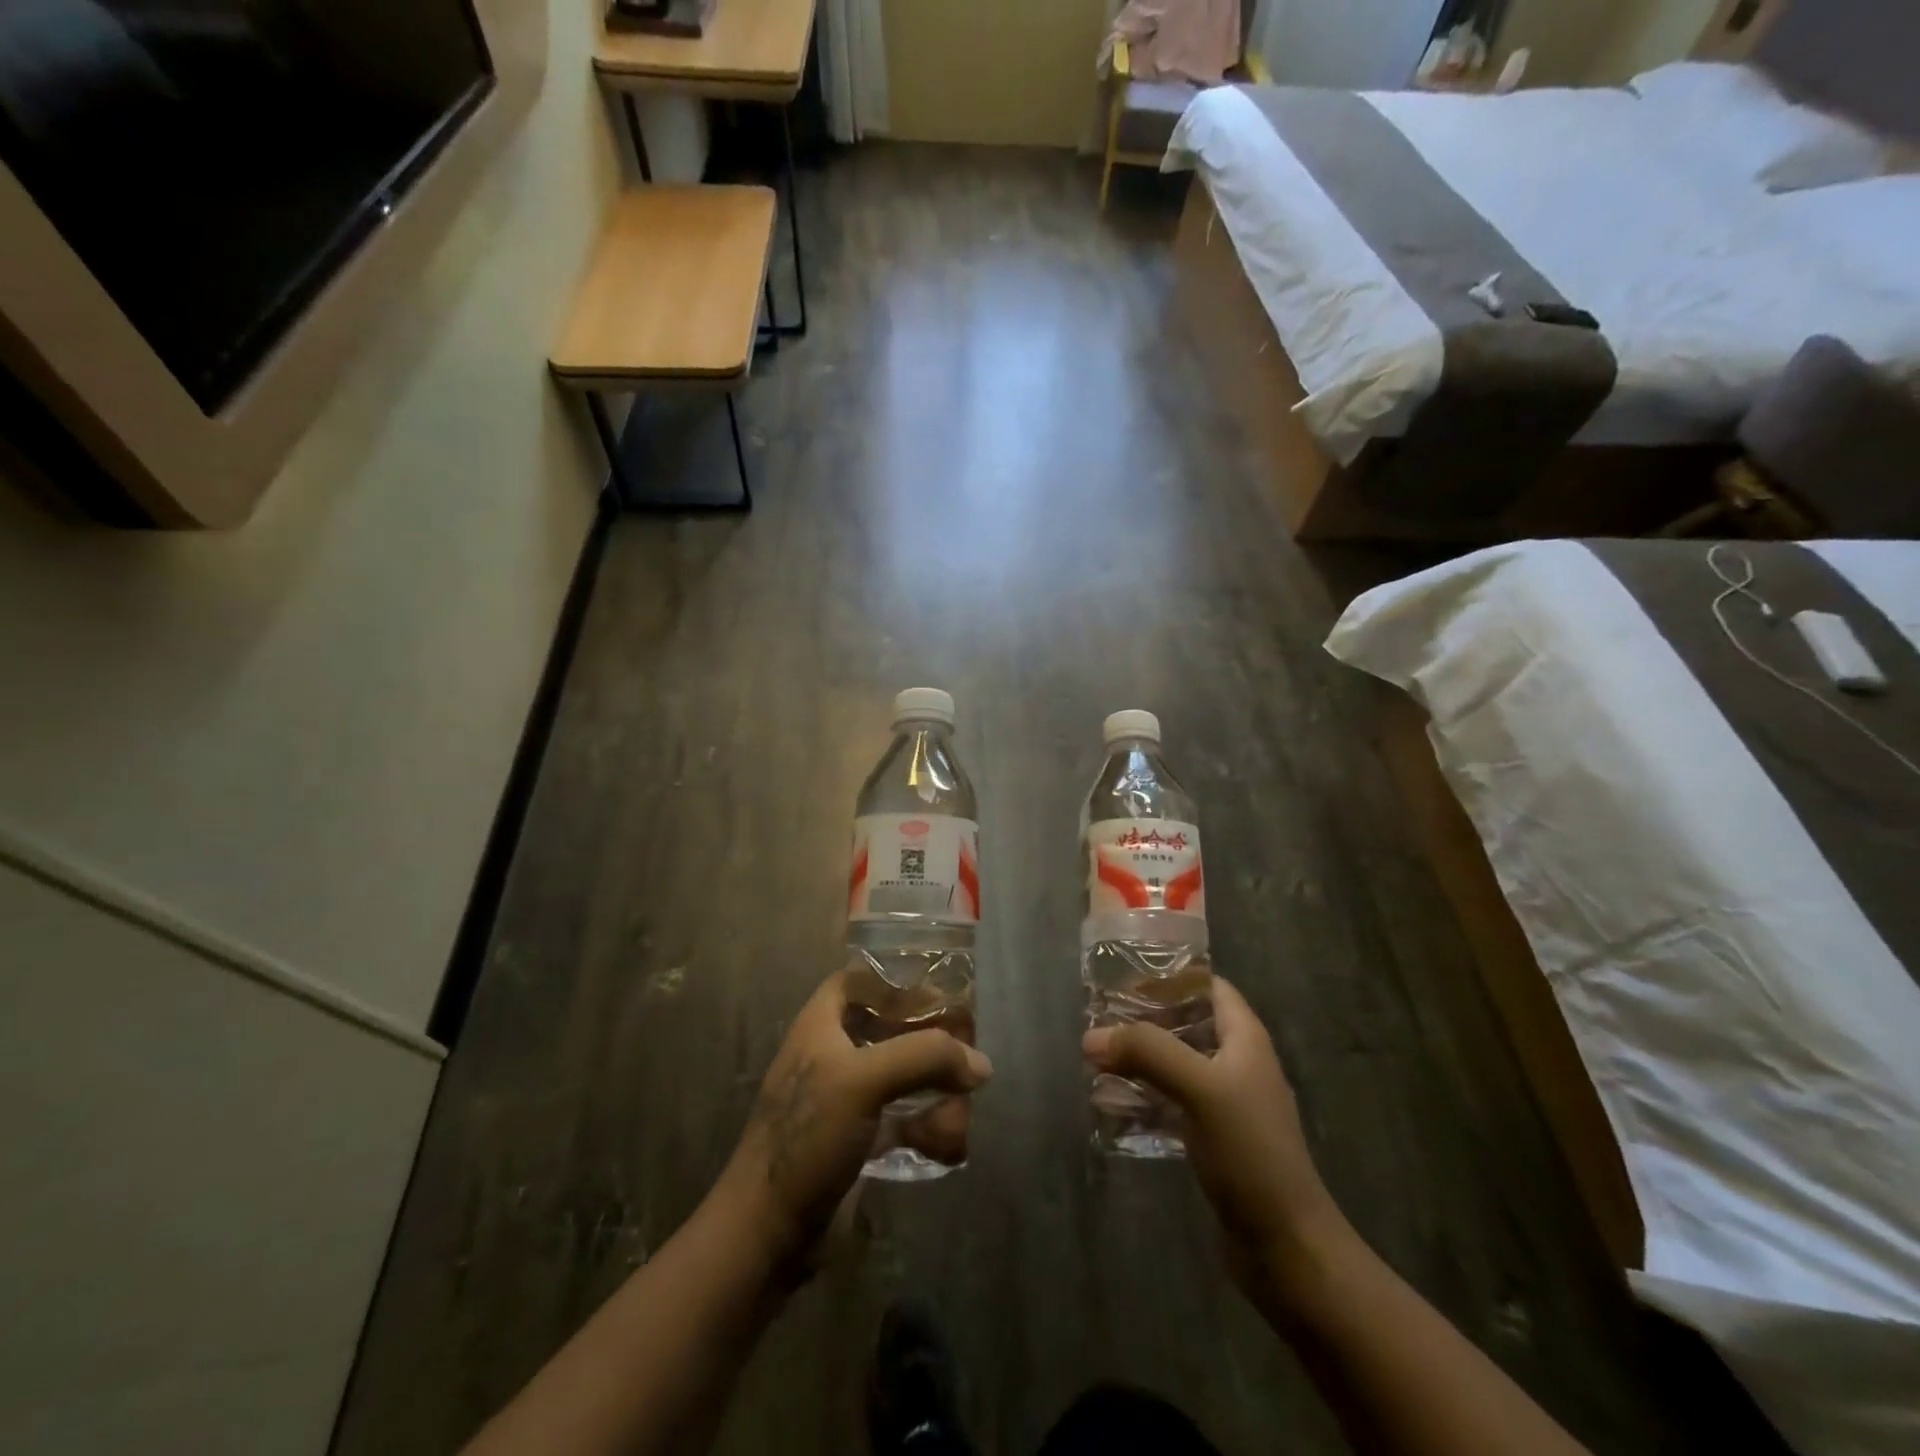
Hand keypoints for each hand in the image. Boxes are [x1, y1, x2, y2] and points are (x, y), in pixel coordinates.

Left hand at [717, 972, 991, 1273]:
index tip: (941, 995)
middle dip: (934, 1046)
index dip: (898, 981)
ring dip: (939, 1096)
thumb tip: (981, 1064)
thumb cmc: (806, 1138)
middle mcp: (836, 1053)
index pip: (862, 979)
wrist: (767, 1236)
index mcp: (822, 1024)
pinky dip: (930, 1131)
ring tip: (955, 1123)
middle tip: (968, 1062)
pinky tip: (944, 1149)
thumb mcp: (863, 1081)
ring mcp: (850, 1099)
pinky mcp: (862, 1140)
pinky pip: (907, 1120)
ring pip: (908, 1077)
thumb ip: (924, 1057)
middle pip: (896, 1028)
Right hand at [1083, 979, 1347, 1298]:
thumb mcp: (1200, 1089)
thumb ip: (1147, 1053)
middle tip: (1098, 1020)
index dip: (1170, 977)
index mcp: (1245, 1039)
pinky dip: (1144, 1098)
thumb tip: (1091, 1037)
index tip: (1123, 978)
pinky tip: (1111, 1107)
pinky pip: (1172, 1103)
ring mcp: (1226, 1103)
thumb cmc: (1251, 1153)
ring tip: (1095, 1061)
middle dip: (1143, 1020)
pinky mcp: (1214, 1139)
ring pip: (1175, 1065)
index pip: (1209, 986)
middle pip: (1186, 1024)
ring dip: (1139, 1060)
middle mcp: (1237, 1063)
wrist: (1287, 1247)